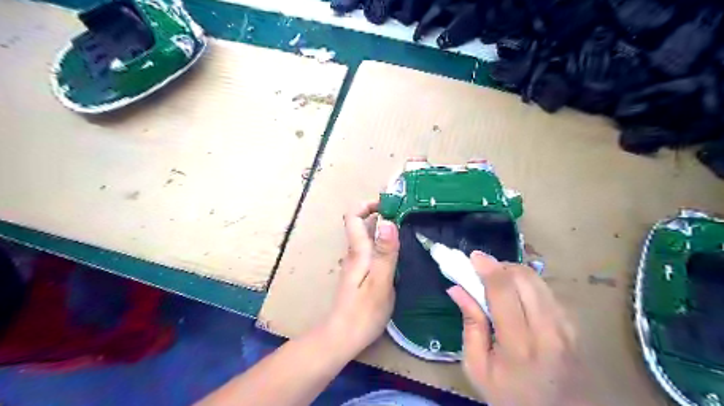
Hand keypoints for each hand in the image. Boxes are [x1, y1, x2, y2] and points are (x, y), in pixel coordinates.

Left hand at [323, 201, 401, 356]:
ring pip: (366, 238)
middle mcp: (354, 253)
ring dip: (382, 229)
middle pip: (360, 224)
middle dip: (380, 214)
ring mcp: (356, 264)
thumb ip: (385, 252)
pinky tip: (398, 253)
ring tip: (406, 230)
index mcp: (357, 251)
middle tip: (405, 215)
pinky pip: (370, 250)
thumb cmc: (363, 312)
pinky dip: (382, 244)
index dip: (367, 205)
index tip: (389, 204)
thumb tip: (387, 221)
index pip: (353, 216)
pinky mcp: (360, 274)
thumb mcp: (380, 282)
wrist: (342, 337)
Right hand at [450, 252, 602, 405]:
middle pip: (524, 277)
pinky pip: (547, 291)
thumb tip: (457, 289)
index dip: (487, 267)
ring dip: (513, 272)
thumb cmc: (511, 396)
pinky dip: (527, 284)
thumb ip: (470, 325)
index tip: (473, 257)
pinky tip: (517, 295)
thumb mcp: (478, 368)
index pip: (503, 290)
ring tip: (497, 282)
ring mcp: (566, 326)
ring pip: (538, 280)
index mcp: (519, 344)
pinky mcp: (574, 325)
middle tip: (482, 271)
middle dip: (500, 266)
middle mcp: (548, 330)